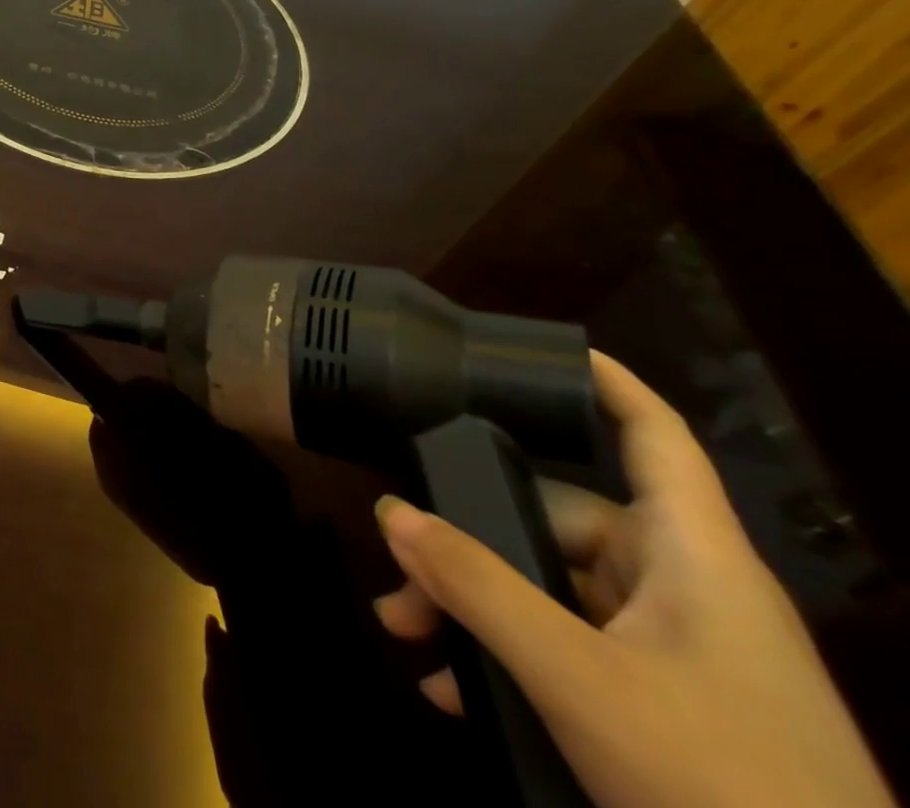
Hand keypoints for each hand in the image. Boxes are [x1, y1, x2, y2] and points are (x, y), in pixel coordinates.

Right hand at [373, 352, 894, 807]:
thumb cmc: (721, 787)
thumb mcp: (577, 681)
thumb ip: (477, 586)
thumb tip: (391, 510)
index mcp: (693, 558)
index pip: (654, 438)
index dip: (607, 383)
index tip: (544, 349)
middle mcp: (685, 591)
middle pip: (559, 524)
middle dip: (469, 543)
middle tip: (401, 582)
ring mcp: (677, 656)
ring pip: (551, 593)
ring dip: (475, 610)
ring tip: (409, 637)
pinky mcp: (666, 711)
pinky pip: (567, 652)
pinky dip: (508, 661)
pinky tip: (458, 695)